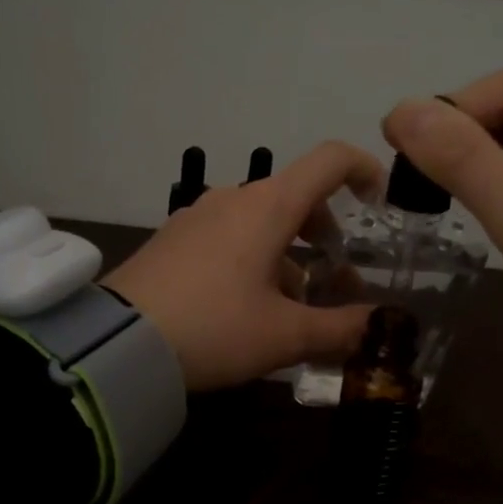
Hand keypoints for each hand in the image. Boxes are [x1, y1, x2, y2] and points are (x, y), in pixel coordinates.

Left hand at [105, 142, 384, 390]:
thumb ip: (341, 329)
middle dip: (326, 235)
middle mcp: (233, 199)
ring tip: (294, 306)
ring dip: (289, 255)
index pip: (329, 161)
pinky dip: (253, 259)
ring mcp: (197, 217)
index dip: (364, 170)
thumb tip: (382, 325)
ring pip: (260, 222)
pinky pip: (228, 237)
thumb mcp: (286, 336)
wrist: (120, 343)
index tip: (380, 204)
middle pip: (296, 197)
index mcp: (268, 206)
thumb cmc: (215, 328)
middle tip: (337, 281)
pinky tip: (247, 308)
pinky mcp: (173, 240)